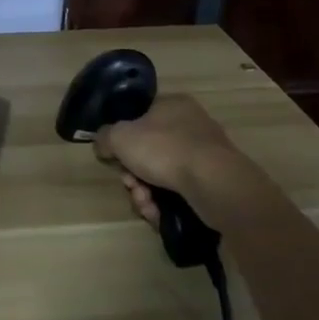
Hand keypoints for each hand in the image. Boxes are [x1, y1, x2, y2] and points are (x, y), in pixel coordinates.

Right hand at [93, 94, 241, 229]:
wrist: (215, 184)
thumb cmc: (164, 149)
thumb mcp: (119, 137)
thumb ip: (104, 137)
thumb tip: (103, 145)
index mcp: (172, 104)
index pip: (139, 118)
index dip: (122, 141)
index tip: (116, 159)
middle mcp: (191, 125)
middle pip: (148, 152)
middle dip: (134, 175)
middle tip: (131, 186)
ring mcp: (205, 155)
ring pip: (162, 175)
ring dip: (146, 193)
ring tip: (145, 205)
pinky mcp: (214, 183)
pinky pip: (180, 192)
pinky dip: (165, 204)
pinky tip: (158, 215)